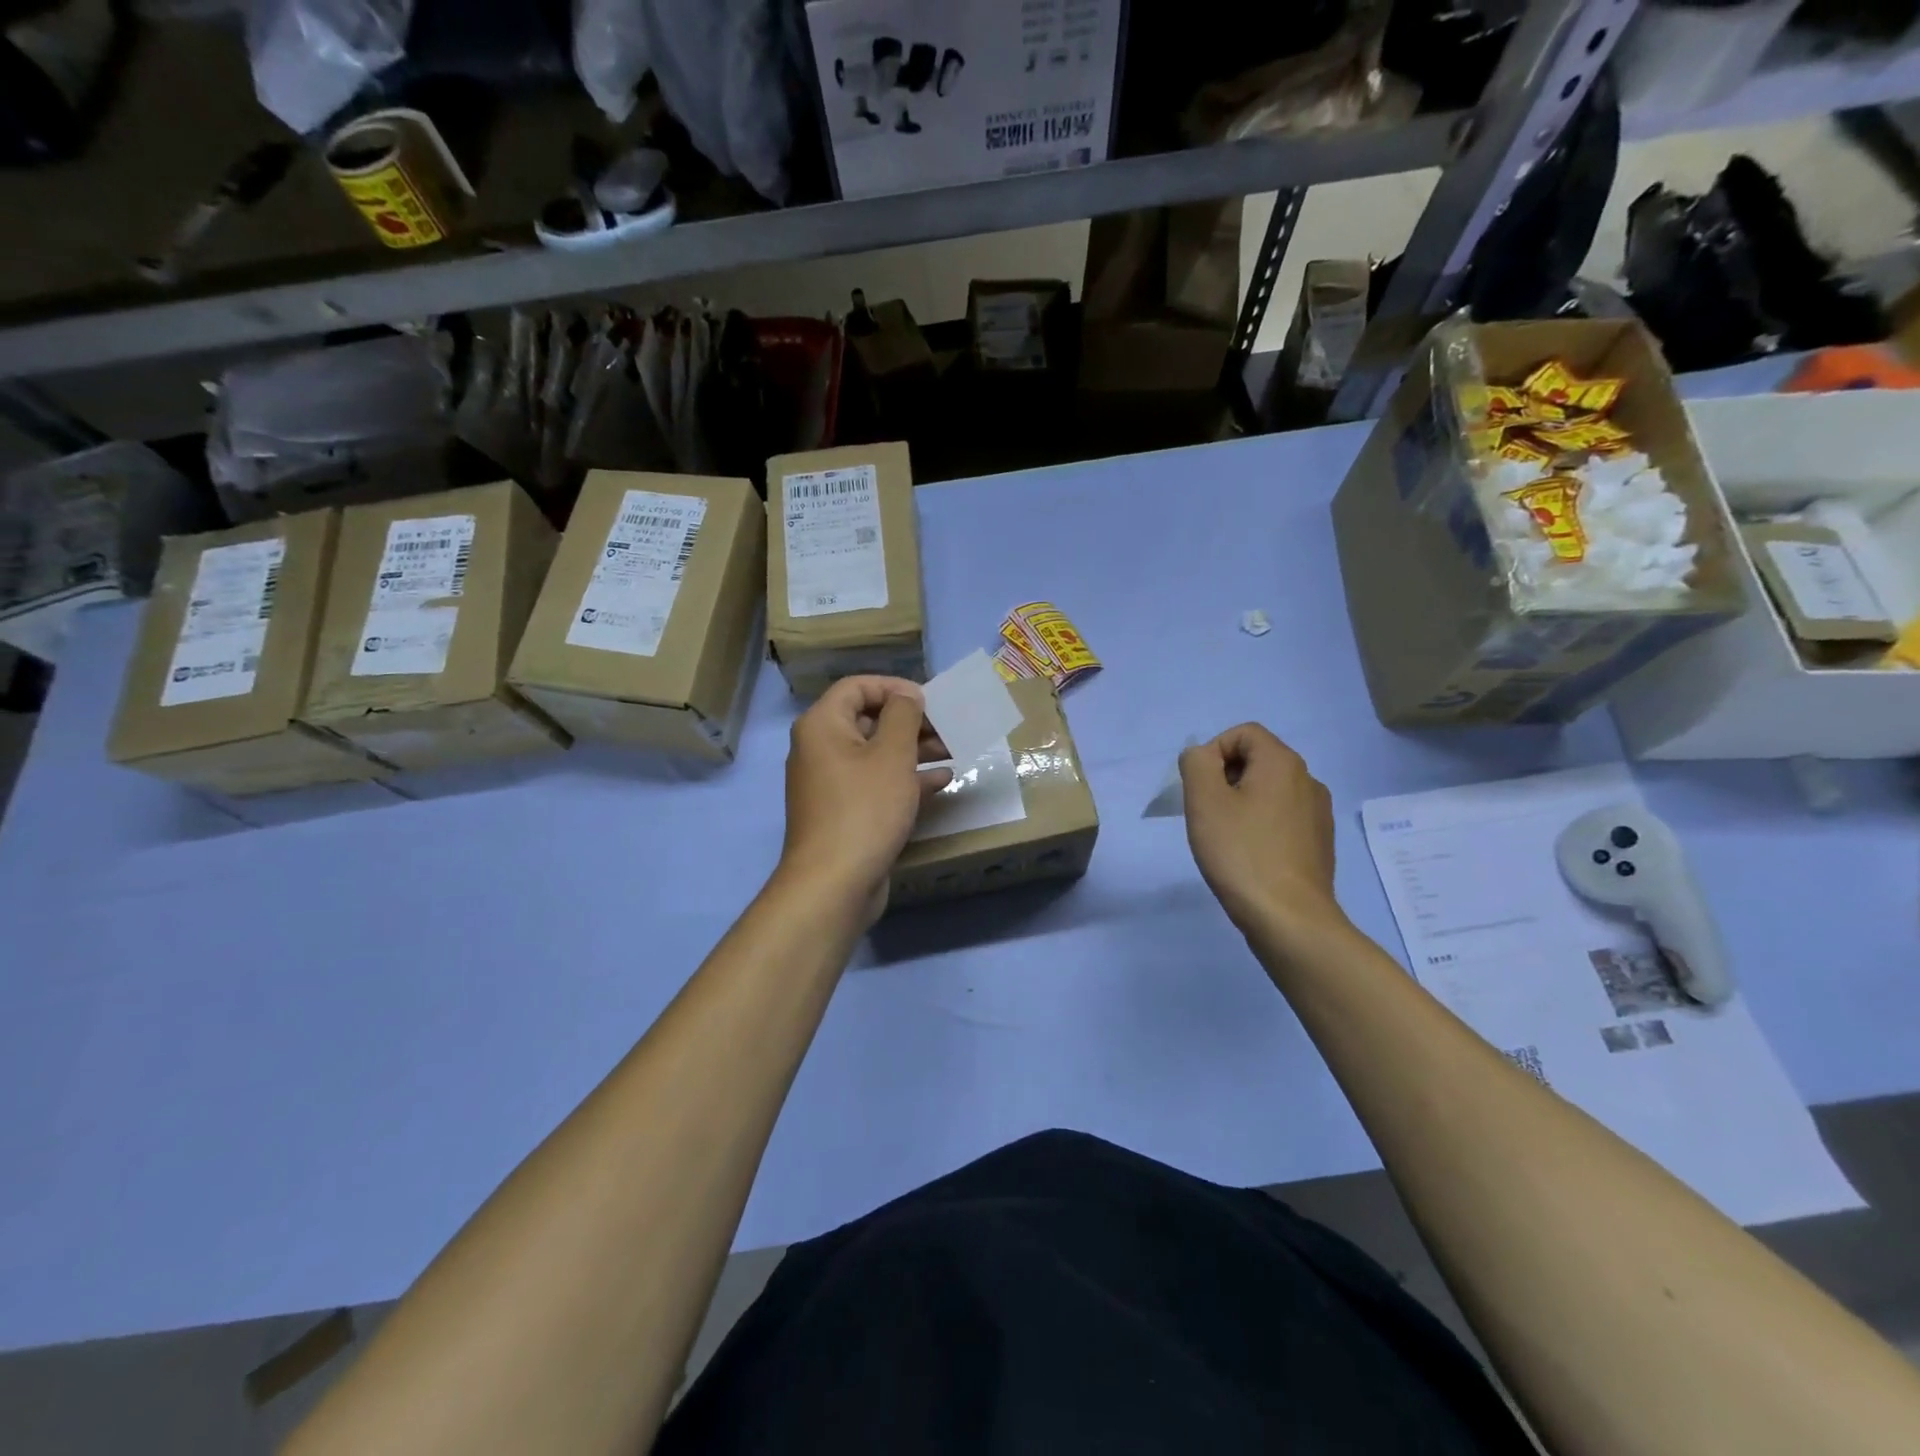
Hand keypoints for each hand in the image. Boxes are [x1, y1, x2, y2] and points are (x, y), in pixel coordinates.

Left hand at [779, 676, 951, 915]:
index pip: (857, 687)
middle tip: (948, 728)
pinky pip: (876, 784)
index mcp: (822, 725)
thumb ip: (904, 715)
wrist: (834, 884)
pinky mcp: (845, 812)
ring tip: (952, 752)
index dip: (894, 687)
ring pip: (876, 754)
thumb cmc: (865, 808)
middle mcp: (820, 749)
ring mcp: (831, 784)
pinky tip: (942, 782)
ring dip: (914, 750)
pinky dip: (906, 779)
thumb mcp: (892, 754)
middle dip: (911, 722)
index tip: (929, 701)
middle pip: (868, 720)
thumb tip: (907, 696)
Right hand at [1180, 724, 1342, 936]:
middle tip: (1207, 815)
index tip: (1200, 790)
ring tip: (1226, 838)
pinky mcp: (1320, 842)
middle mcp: (1308, 780)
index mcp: (1283, 763)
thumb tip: (1202, 756)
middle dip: (1225, 779)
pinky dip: (1261, 826)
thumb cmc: (1242, 853)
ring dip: (1242, 804)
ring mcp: (1318, 813)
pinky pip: (1283, 818)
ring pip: (1270, 791)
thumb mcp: (1204, 801)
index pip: (1243, 733)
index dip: (1213, 752)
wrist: (1290, 918)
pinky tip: (1250, 856)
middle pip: (1257, 760)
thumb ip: (1196, 764)